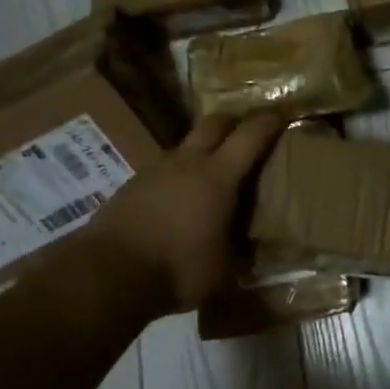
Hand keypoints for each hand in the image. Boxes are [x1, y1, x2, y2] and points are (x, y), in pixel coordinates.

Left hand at [83, 113, 285, 315]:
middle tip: (247, 134)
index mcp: (218, 177)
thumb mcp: (223, 271)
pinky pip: (163, 168)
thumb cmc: (176, 269)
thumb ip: (241, 254)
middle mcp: (188, 163)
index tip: (284, 114)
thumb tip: (255, 251)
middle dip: (234, 122)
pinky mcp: (132, 185)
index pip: (251, 135)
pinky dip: (177, 174)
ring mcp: (156, 170)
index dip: (269, 122)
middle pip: (215, 122)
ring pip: (186, 144)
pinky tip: (178, 199)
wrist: (106, 274)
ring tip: (211, 173)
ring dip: (202, 149)